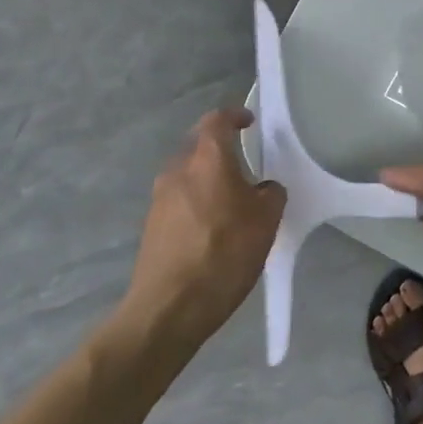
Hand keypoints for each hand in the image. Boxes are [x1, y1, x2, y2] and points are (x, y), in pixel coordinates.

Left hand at [123, 108, 285, 346]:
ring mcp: (160, 198)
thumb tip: (263, 189)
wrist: (170, 307)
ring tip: (232, 195)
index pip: (217, 121)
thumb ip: (270, 194)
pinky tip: (213, 224)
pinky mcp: (152, 224)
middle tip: (245, 159)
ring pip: (187, 172)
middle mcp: (178, 170)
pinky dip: (197, 199)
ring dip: (208, 175)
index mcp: (207, 160)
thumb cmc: (224, 254)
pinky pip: (179, 198)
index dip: (234, 116)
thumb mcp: (266, 222)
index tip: (249, 121)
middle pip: (198, 144)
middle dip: (220, 146)